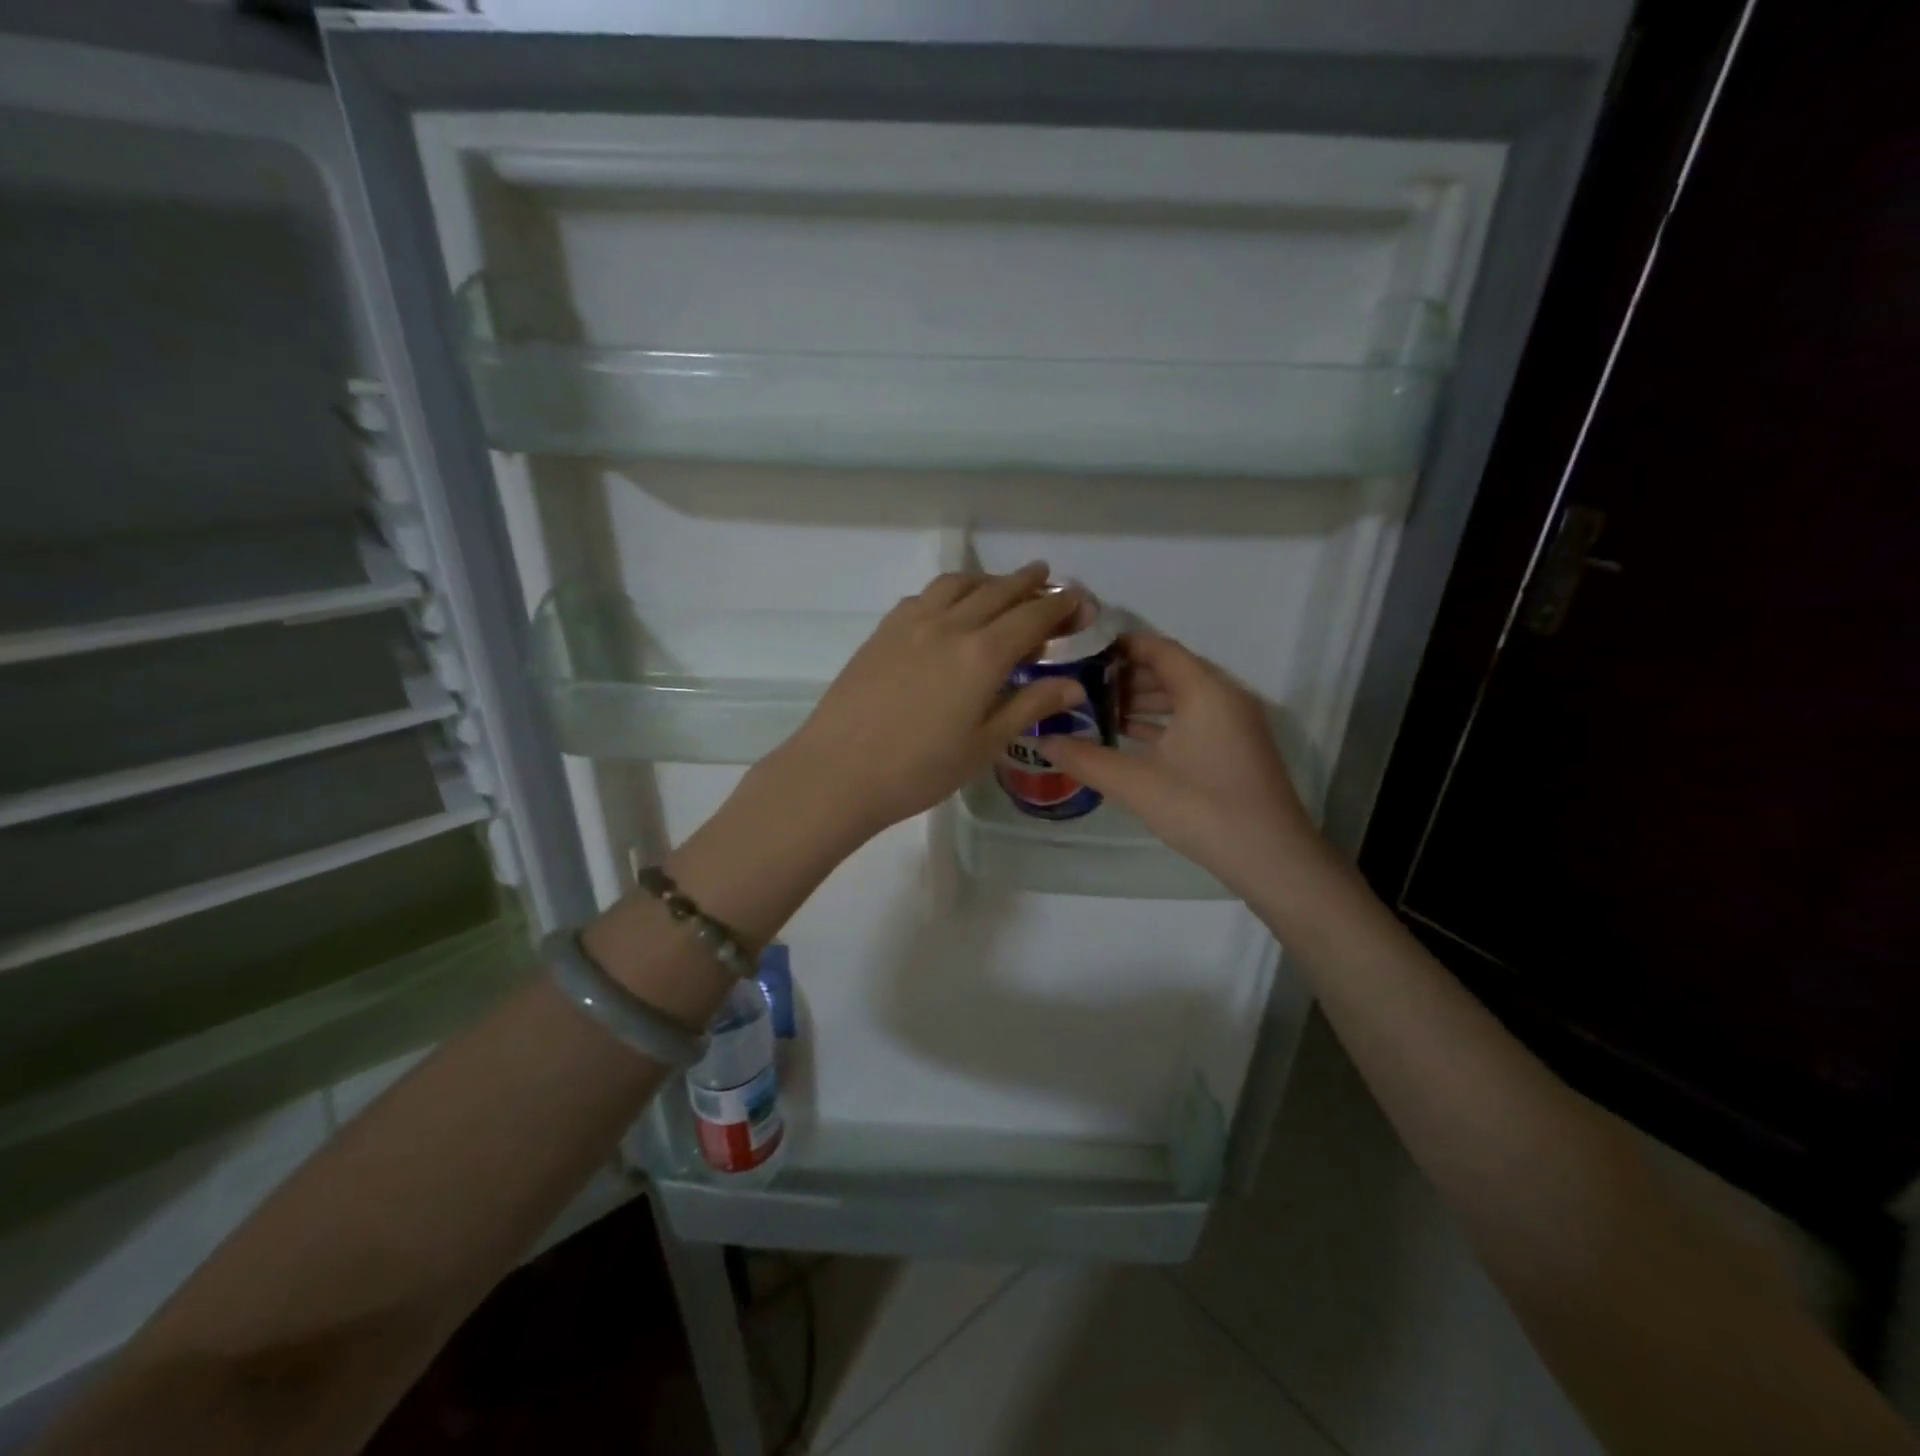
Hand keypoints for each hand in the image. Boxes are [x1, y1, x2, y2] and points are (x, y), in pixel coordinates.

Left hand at [773, 563, 1085, 838]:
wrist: (838, 772)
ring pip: (957, 585)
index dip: (1060, 606)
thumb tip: (1073, 685)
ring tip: (999, 586)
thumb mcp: (983, 745)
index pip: (1032, 617)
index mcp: (982, 655)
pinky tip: (948, 608)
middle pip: (997, 591)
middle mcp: (950, 626)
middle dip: (1028, 583)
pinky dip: (949, 592)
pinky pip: (924, 596)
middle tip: (1047, 578)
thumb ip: (1028, 706)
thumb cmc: (919, 770)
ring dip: (986, 580)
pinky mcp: (882, 632)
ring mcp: (911, 624)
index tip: (1079, 600)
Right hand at [1038, 633, 1327, 895]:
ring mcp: (1235, 723)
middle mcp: (1224, 696)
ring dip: (1142, 701)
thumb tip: (1042, 740)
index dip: (1119, 646)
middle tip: (1080, 684)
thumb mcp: (1135, 784)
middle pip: (1170, 671)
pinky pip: (1194, 719)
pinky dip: (1162, 722)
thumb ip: (1085, 759)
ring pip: (1183, 697)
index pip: (1158, 649)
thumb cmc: (1202, 809)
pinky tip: (1129, 737)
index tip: (1080, 651)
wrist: (1271, 858)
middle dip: (1125, 676)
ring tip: (1097, 711)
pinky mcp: (1237, 748)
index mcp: (1205, 691)